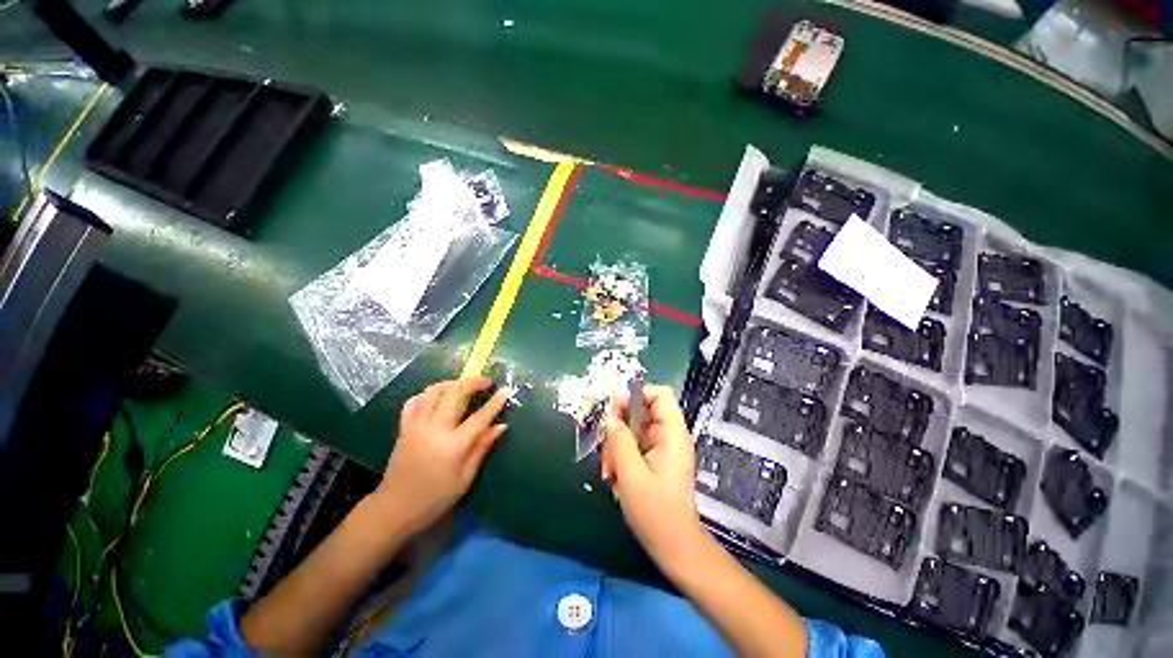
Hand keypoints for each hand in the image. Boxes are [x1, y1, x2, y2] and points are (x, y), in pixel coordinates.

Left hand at [372, 377, 508, 535]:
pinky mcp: (403, 428)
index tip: (505, 390)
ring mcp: (416, 426)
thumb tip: (501, 426)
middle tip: (485, 382)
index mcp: (453, 446)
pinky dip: (426, 394)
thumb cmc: (435, 498)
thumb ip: (482, 447)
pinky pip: (413, 402)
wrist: (394, 509)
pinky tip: (436, 398)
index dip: (495, 402)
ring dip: (451, 383)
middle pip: (454, 393)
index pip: (479, 417)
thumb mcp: (465, 478)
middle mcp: (434, 430)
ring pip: (433, 391)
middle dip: (472, 382)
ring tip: (463, 386)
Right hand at [601, 385, 704, 571]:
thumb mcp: (631, 474)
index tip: (616, 411)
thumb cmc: (656, 512)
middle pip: (640, 412)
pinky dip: (620, 456)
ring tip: (610, 472)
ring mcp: (660, 448)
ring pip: (632, 429)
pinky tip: (614, 476)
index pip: (660, 395)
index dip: (638, 395)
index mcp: (672, 434)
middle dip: (619, 427)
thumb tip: (610, 417)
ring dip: (616, 446)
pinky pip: (632, 445)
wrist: (673, 546)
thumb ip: (619, 441)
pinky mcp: (653, 459)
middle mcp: (668, 436)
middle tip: (607, 450)